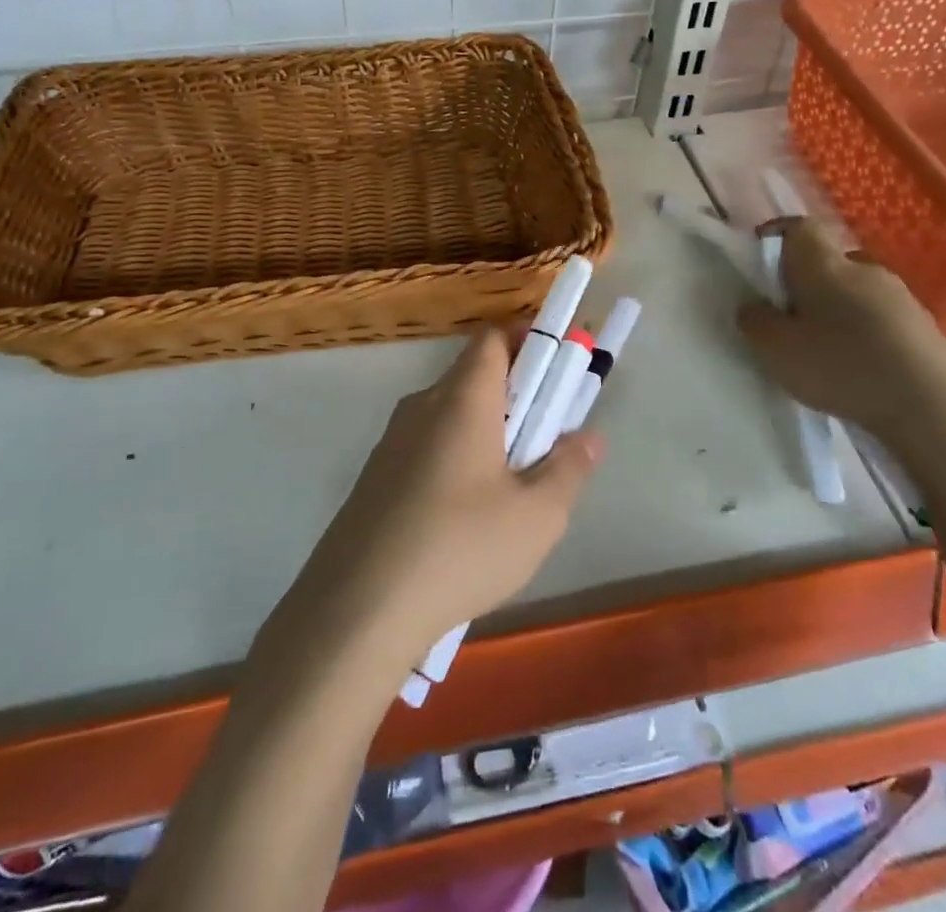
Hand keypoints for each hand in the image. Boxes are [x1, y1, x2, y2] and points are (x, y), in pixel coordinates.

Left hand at [293, 328, 602, 671]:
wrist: (356, 608)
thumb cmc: (460, 548)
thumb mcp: (536, 516)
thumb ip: (569, 468)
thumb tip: (588, 436)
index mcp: (463, 398)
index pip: (494, 337)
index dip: (529, 340)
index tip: (559, 370)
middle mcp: (423, 405)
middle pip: (474, 376)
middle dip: (517, 395)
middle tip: (547, 439)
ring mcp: (392, 441)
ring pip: (451, 416)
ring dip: (487, 432)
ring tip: (512, 487)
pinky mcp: (376, 477)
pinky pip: (427, 447)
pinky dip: (456, 459)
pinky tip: (465, 519)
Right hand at [735, 218, 945, 458]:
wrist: (933, 405)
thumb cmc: (842, 366)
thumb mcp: (776, 349)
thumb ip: (756, 322)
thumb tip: (754, 306)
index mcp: (824, 265)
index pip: (800, 227)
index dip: (777, 234)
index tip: (761, 256)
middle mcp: (864, 268)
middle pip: (828, 261)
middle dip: (806, 281)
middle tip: (789, 315)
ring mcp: (900, 296)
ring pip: (856, 289)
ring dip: (837, 308)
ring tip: (825, 346)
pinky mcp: (923, 326)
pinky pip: (880, 315)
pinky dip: (863, 330)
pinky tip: (859, 364)